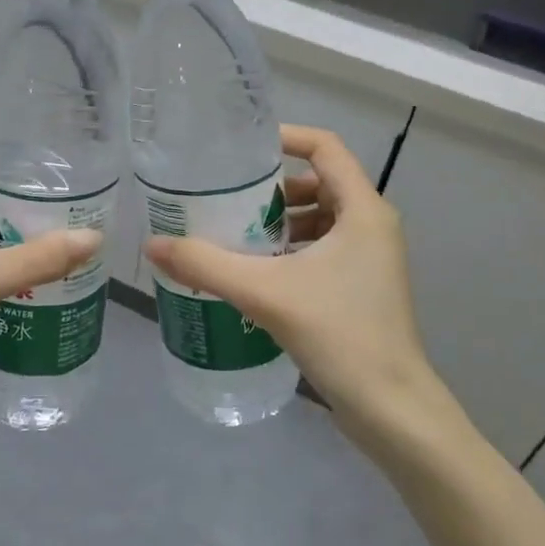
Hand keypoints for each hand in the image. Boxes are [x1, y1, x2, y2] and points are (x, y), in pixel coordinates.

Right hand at [144, 126, 444, 427]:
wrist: (391, 408)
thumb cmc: (339, 334)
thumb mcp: (266, 293)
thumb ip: (207, 265)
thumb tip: (154, 245)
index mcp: (363, 210)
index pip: (326, 147)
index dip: (285, 137)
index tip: (242, 150)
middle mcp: (372, 225)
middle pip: (320, 182)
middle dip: (273, 188)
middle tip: (228, 200)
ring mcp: (371, 258)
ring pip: (321, 218)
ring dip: (281, 222)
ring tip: (235, 236)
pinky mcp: (363, 286)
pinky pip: (324, 249)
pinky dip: (292, 249)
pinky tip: (257, 273)